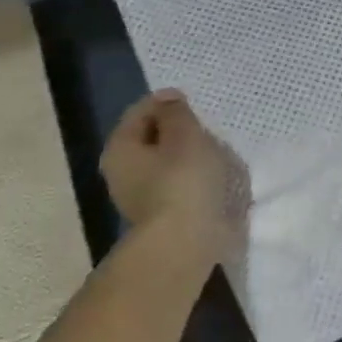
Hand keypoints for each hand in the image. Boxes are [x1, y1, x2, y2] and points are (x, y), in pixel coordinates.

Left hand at [101, 89, 249, 243]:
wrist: (188, 241)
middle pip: (153, 138)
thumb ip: (177, 113)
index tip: (197, 105)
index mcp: (121, 148)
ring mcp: (142, 196)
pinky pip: (180, 183)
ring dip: (191, 155)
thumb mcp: (185, 135)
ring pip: (168, 162)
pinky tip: (218, 179)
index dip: (169, 102)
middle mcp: (123, 172)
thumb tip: (169, 100)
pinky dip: (197, 177)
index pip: (142, 111)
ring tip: (220, 153)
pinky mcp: (165, 213)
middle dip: (181, 130)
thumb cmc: (184, 180)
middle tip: (209, 129)